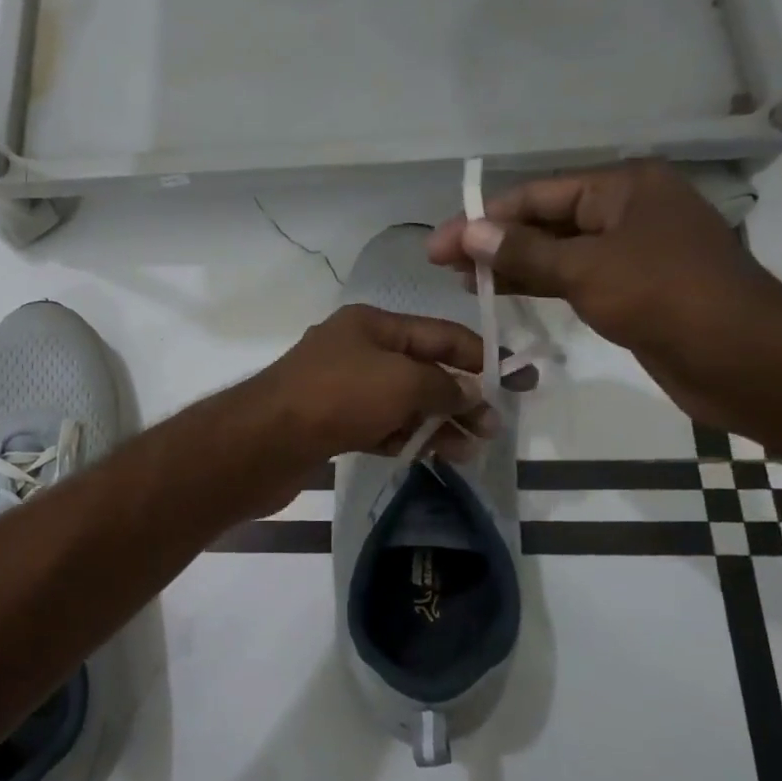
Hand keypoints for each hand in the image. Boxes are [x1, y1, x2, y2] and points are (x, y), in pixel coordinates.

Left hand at [247, 304, 495, 468]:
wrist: (263, 441)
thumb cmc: (338, 396)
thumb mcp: (402, 382)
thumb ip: (444, 388)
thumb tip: (473, 396)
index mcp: (371, 324)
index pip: (439, 334)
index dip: (480, 355)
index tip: (517, 380)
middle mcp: (355, 350)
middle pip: (420, 369)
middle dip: (459, 396)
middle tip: (493, 427)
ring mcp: (340, 388)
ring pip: (401, 402)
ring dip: (436, 422)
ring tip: (470, 449)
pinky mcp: (329, 423)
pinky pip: (380, 426)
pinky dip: (406, 437)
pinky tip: (432, 455)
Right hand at [426, 160, 781, 422]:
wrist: (744, 360)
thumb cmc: (665, 298)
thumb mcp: (586, 269)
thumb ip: (523, 251)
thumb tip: (466, 232)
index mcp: (624, 187)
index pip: (537, 196)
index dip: (483, 220)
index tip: (438, 246)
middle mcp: (628, 210)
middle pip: (545, 221)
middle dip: (494, 241)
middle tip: (442, 264)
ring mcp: (632, 250)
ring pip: (557, 252)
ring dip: (511, 264)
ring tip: (464, 280)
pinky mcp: (633, 287)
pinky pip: (574, 277)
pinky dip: (538, 283)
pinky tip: (503, 292)